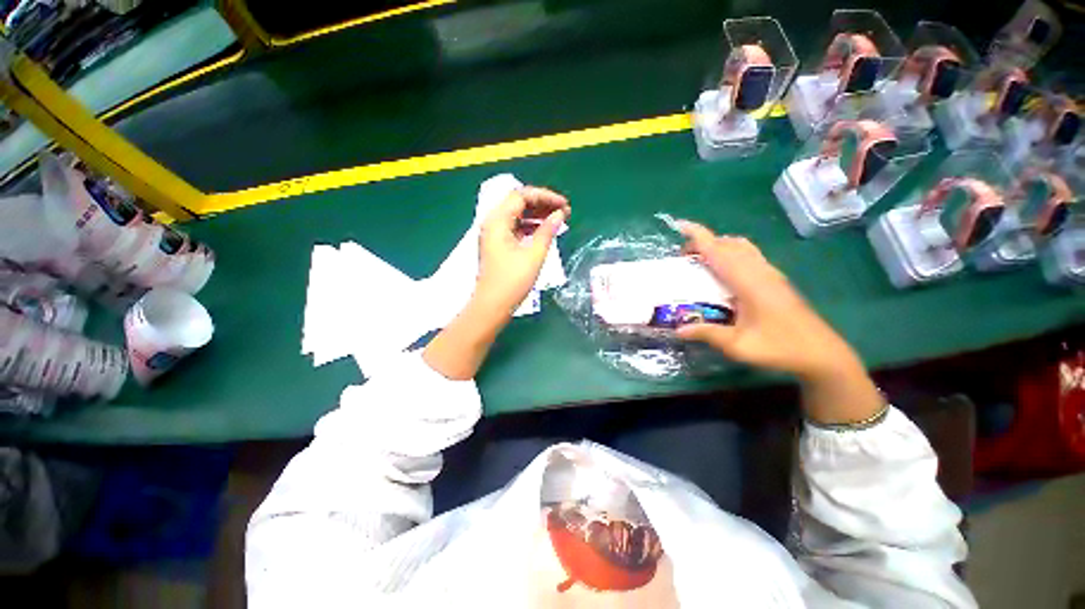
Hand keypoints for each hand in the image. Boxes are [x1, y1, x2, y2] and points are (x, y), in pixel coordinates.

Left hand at [475, 186, 570, 313]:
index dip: (545, 196)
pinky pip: (515, 227)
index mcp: (498, 221)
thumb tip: (560, 215)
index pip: (522, 196)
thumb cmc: (512, 282)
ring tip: (558, 220)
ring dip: (537, 215)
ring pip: (517, 215)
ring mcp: (493, 234)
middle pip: (518, 203)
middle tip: (564, 212)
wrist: (492, 306)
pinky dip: (530, 226)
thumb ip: (547, 231)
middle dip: (542, 204)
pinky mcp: (497, 245)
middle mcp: (492, 222)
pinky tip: (544, 232)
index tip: (564, 205)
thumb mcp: (534, 255)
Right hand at [674, 222, 858, 380]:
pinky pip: (750, 256)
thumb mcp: (738, 346)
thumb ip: (707, 334)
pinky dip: (731, 254)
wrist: (822, 354)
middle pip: (730, 244)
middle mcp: (760, 271)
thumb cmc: (780, 348)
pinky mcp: (776, 280)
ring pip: (742, 247)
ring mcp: (771, 274)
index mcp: (749, 282)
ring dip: (720, 246)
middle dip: (705, 242)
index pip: (719, 251)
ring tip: (701, 261)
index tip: (680, 226)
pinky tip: (724, 273)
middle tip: (684, 256)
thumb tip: (677, 330)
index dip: (699, 236)